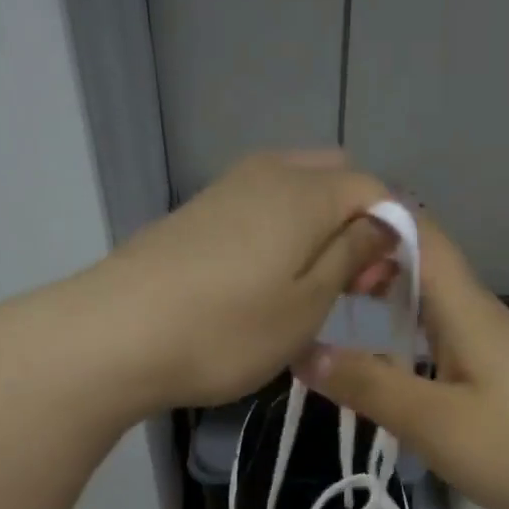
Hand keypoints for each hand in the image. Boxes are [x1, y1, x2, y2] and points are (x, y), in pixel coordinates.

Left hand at [87, 151, 398, 411]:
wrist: (116, 335)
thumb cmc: (228, 330)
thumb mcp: (308, 304)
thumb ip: (352, 256)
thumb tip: (384, 224)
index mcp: (306, 191)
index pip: (376, 191)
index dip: (393, 235)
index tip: (382, 286)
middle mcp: (268, 173)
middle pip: (334, 182)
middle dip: (355, 226)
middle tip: (350, 285)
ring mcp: (226, 189)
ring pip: (294, 195)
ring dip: (317, 233)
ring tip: (309, 292)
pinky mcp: (196, 214)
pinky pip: (259, 211)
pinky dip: (279, 238)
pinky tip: (265, 283)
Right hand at [302, 216, 508, 508]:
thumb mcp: (432, 421)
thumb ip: (369, 385)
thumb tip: (304, 353)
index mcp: (465, 307)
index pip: (420, 232)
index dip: (372, 218)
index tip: (319, 237)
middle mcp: (480, 315)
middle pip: (424, 265)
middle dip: (370, 263)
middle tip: (316, 288)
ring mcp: (494, 348)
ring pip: (433, 306)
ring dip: (388, 303)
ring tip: (338, 319)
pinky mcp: (501, 380)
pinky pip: (444, 341)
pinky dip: (409, 341)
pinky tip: (389, 371)